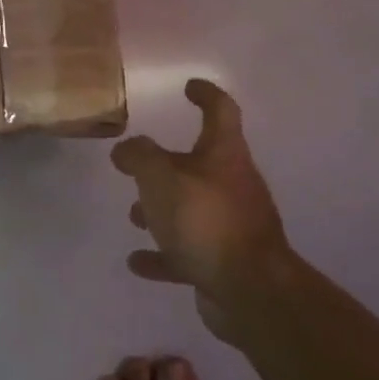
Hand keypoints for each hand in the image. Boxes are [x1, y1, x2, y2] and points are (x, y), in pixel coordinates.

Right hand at [111, 80, 291, 339]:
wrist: (251, 292)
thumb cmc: (206, 221)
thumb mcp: (162, 179)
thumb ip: (140, 157)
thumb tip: (127, 149)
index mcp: (225, 155)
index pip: (221, 111)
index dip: (206, 94)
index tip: (188, 87)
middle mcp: (232, 185)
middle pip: (201, 163)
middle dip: (168, 164)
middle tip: (137, 166)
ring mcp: (230, 226)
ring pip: (191, 208)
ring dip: (162, 209)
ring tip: (133, 215)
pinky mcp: (223, 262)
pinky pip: (187, 251)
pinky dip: (163, 254)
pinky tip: (137, 262)